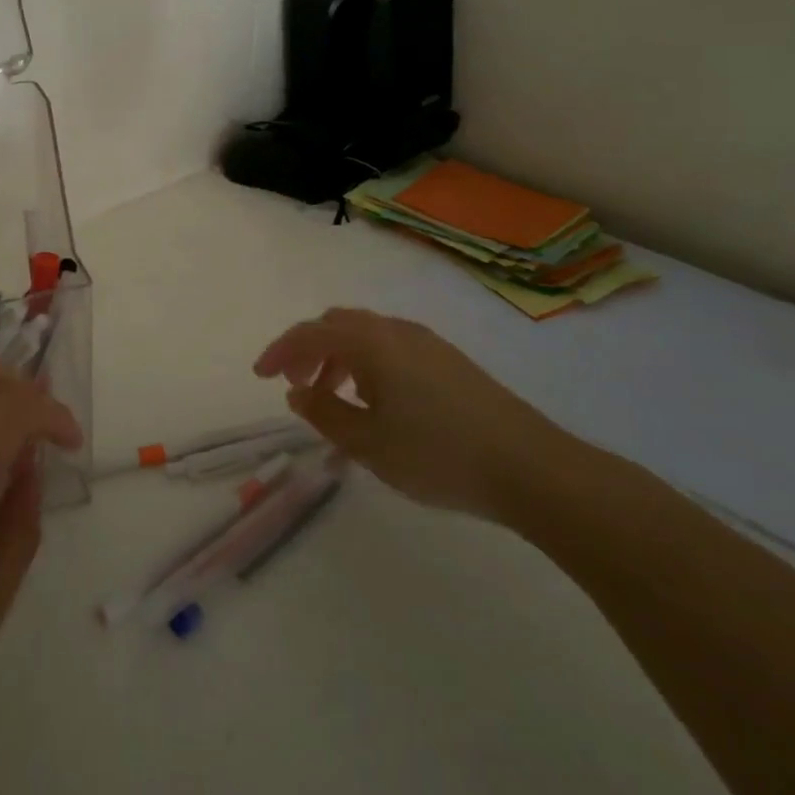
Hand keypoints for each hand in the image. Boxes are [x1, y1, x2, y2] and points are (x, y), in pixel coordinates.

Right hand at [254, 307, 567, 520]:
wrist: (533, 469)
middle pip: (337, 325)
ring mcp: (428, 344)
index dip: (279, 351)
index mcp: (370, 343)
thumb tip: (299, 392)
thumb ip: (324, 414)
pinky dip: (368, 366)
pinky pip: (392, 350)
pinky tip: (378, 404)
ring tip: (336, 400)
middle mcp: (396, 331)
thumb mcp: (367, 444)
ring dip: (340, 360)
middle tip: (299, 386)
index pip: (309, 333)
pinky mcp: (451, 362)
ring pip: (367, 337)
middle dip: (309, 351)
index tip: (261, 376)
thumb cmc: (438, 454)